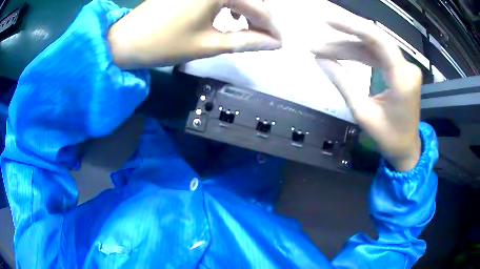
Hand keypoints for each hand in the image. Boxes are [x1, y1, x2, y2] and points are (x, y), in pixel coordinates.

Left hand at [108, 0, 280, 68]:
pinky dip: (230, 3)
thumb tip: (274, 44)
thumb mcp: (209, 45)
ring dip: (247, 9)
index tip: (279, 43)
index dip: (271, 28)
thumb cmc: (165, 44)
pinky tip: (229, 15)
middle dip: (261, 17)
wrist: (126, 40)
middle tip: (264, 38)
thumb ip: (246, 41)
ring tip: (246, 28)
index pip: (258, 8)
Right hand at [312, 4, 421, 171]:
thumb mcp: (363, 113)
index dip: (352, 27)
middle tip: (317, 46)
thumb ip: (343, 83)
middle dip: (344, 41)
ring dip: (349, 48)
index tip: (327, 22)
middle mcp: (407, 68)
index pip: (378, 40)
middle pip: (373, 42)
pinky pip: (378, 55)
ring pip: (374, 48)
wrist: (407, 149)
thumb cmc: (389, 138)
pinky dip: (359, 54)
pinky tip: (342, 54)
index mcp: (403, 80)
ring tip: (324, 52)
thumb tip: (320, 60)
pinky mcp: (401, 70)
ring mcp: (405, 68)